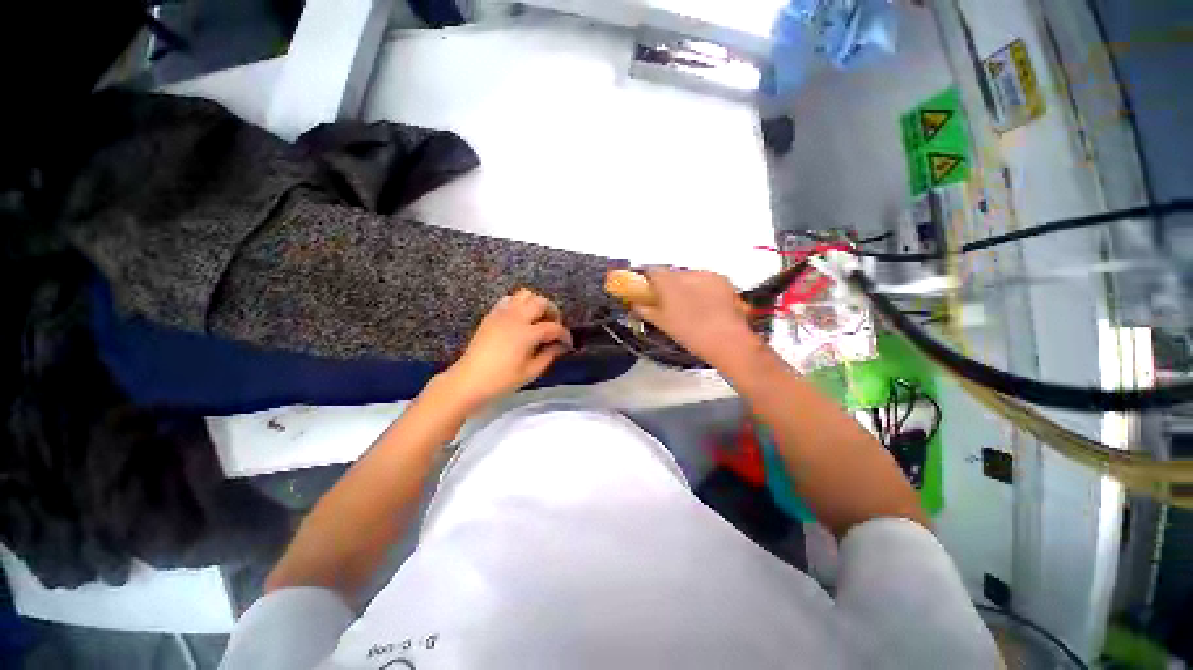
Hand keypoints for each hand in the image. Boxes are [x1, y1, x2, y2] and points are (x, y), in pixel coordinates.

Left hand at [440, 288, 573, 409]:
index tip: (568, 344)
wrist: (469, 380)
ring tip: (538, 319)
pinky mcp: (492, 315)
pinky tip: (521, 318)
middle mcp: (516, 317)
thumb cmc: (502, 380)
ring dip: (536, 304)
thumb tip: (559, 346)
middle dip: (553, 312)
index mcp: (527, 333)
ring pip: (525, 294)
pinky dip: (519, 304)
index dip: (565, 335)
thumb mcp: (531, 372)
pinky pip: (509, 299)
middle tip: (555, 327)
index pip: (554, 327)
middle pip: (541, 302)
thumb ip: (548, 355)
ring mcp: (502, 314)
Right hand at [632, 269, 760, 365]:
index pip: (651, 271)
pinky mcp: (722, 279)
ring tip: (690, 306)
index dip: (647, 279)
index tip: (647, 289)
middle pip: (671, 273)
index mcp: (668, 282)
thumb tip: (636, 306)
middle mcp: (686, 273)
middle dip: (668, 284)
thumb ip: (645, 310)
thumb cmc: (690, 333)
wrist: (726, 339)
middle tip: (668, 302)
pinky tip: (705, 305)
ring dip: (686, 286)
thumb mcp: (662, 323)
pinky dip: (702, 288)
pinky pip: (706, 280)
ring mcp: (706, 275)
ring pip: (689, 276)